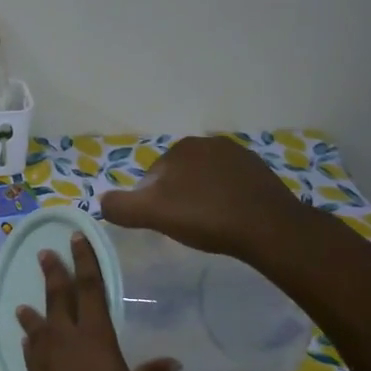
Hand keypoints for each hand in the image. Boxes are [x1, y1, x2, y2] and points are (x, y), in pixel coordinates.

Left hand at [16, 232, 176, 370]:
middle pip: (57, 300)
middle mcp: (64, 345)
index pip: (89, 290)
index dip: (84, 262)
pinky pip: (32, 353)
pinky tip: (31, 341)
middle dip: (53, 274)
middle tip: (46, 253)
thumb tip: (169, 362)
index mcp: (96, 341)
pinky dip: (32, 342)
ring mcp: (44, 365)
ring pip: (38, 327)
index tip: (76, 239)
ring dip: (34, 311)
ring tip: (27, 301)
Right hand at [99, 135, 305, 259]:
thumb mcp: (152, 214)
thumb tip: (102, 202)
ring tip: (207, 225)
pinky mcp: (260, 172)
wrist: (268, 227)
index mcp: (182, 147)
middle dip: (177, 198)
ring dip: (200, 199)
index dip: (151, 202)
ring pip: (204, 180)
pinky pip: (229, 186)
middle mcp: (210, 143)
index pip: (152, 177)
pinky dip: (223, 200)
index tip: (163, 223)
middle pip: (179, 177)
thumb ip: (121, 207)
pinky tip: (228, 220)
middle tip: (184, 226)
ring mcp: (239, 155)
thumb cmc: (205, 217)